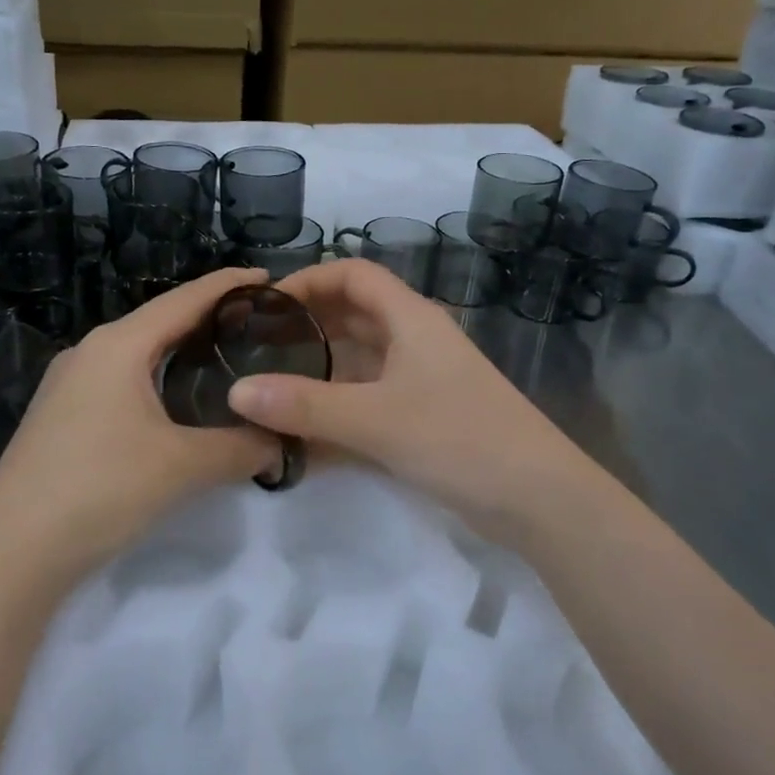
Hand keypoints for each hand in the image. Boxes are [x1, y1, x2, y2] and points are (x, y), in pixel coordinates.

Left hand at [0, 267, 280, 591]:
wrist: (10, 552)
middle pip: (160, 321)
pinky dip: (158, 377)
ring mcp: (70, 383)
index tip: (269, 277)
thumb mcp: (182, 467)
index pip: (184, 299)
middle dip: (209, 317)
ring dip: (182, 349)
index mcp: (118, 345)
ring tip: (226, 356)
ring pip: (139, 352)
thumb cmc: (100, 490)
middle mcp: (90, 351)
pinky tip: (178, 400)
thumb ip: (242, 449)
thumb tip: (284, 444)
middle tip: (260, 323)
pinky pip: (122, 379)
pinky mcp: (62, 415)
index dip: (229, 286)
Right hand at [227, 259, 593, 543]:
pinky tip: (302, 433)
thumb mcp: (375, 419)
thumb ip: (304, 405)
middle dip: (306, 326)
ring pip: (359, 360)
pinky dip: (337, 408)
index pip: (353, 275)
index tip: (264, 305)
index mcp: (410, 319)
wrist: (539, 499)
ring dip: (318, 370)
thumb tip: (235, 391)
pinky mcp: (423, 418)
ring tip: (268, 387)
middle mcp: (414, 341)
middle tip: (254, 348)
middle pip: (352, 315)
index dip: (308, 279)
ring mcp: (420, 381)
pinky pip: (368, 399)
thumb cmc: (460, 438)